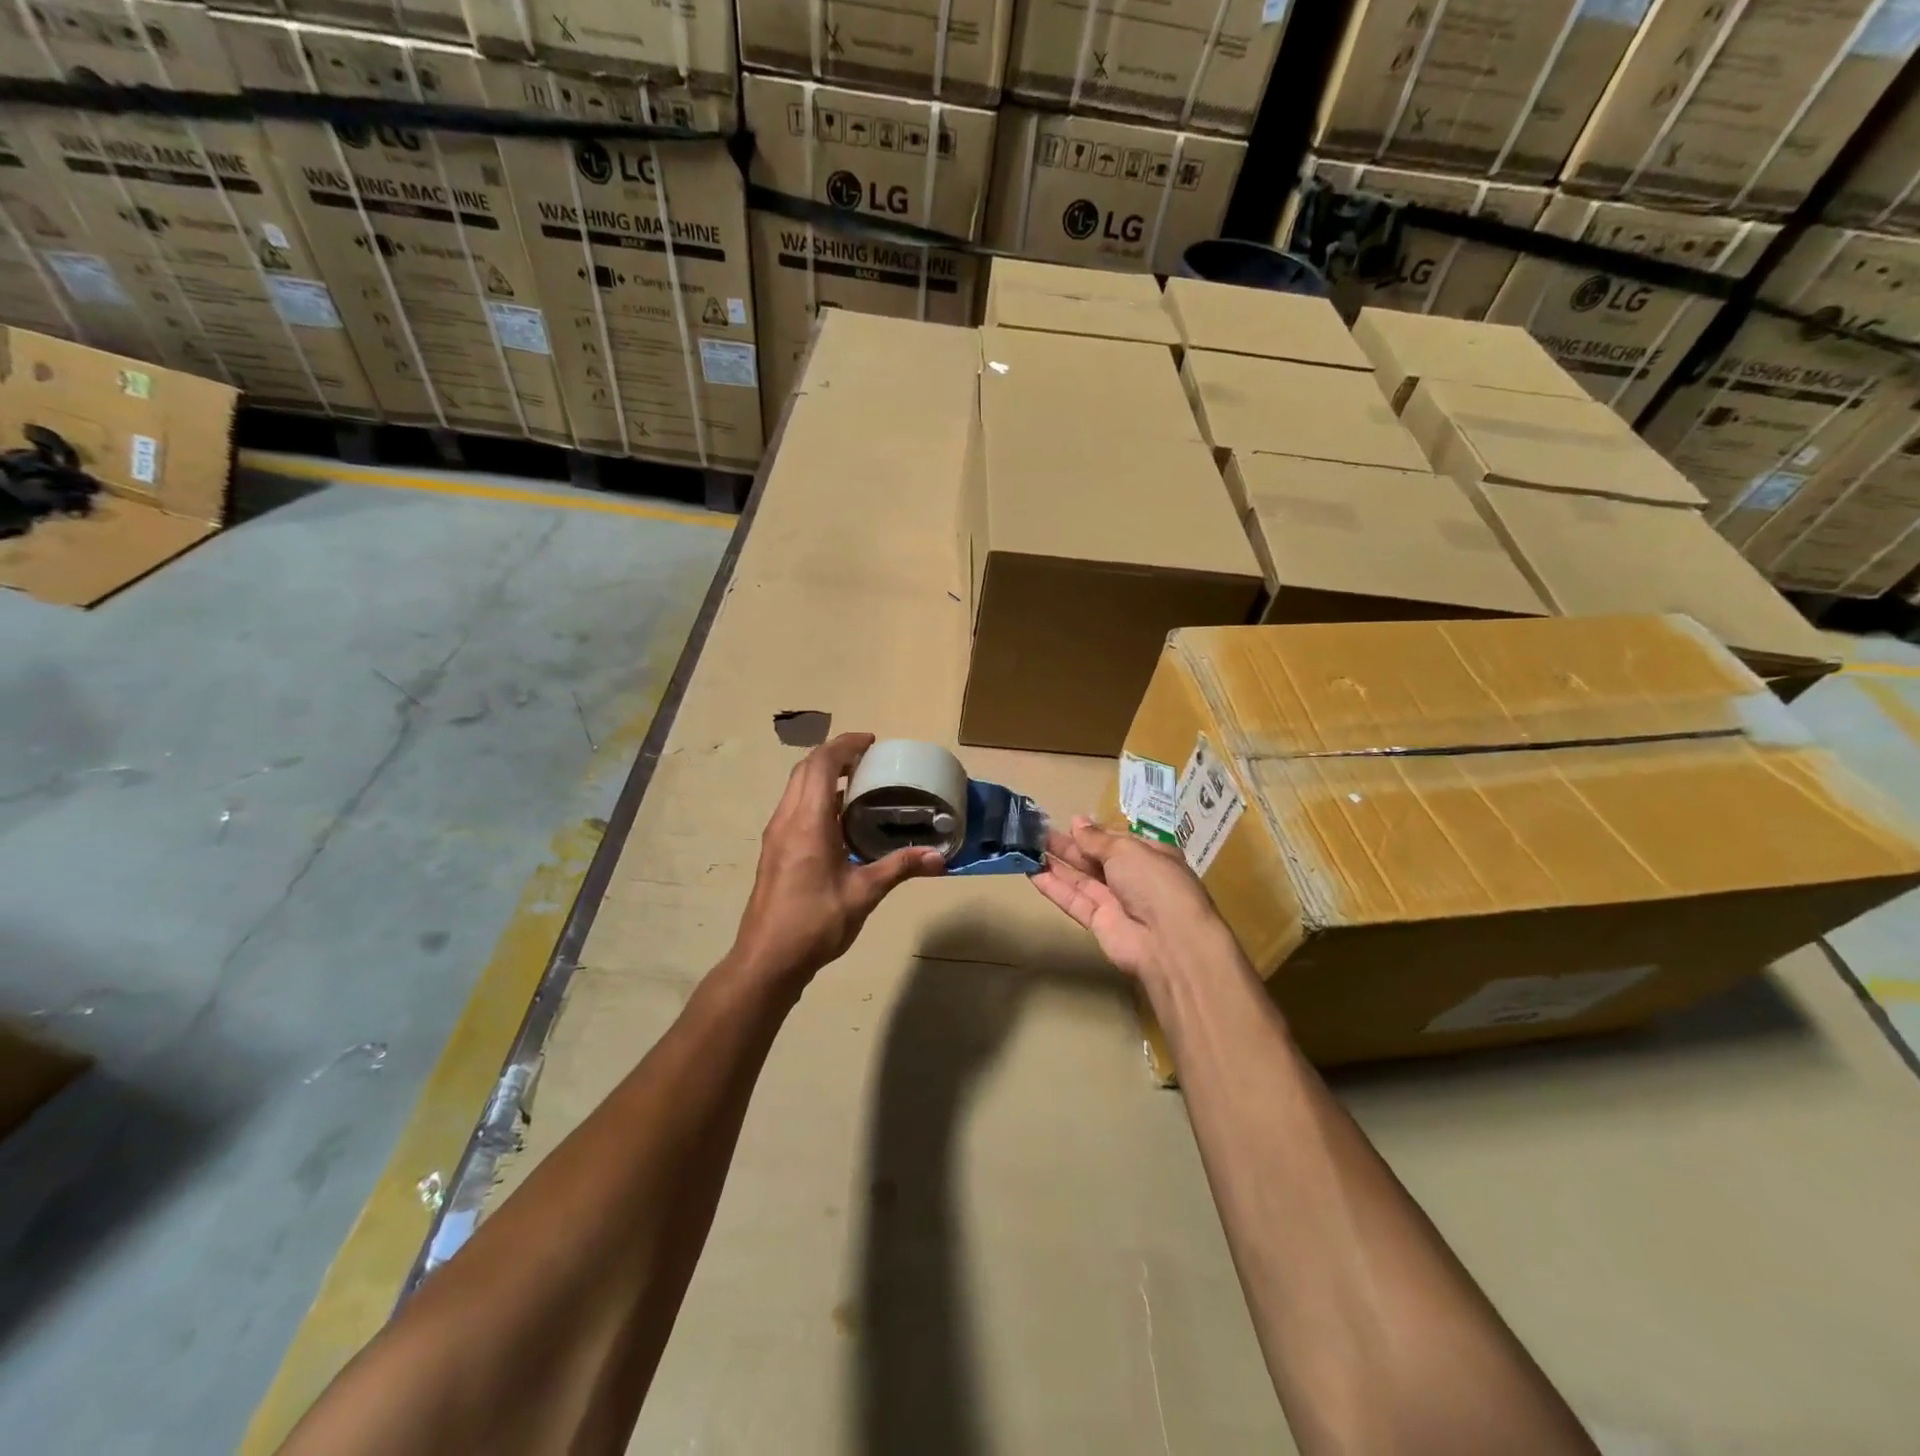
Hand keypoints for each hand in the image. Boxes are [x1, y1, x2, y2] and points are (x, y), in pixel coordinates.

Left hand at [731, 733, 944, 984]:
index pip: (821, 764)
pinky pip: (794, 806)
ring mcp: (776, 835)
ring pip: (796, 787)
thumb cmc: (815, 923)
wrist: (767, 959)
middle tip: (867, 758)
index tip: (871, 741)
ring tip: (857, 782)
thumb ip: (899, 868)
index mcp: (808, 822)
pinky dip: (816, 796)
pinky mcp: (774, 850)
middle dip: (834, 754)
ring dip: (822, 775)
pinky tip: (839, 818)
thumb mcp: (864, 894)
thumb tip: (939, 857)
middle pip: (805, 769)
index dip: (845, 745)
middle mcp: (786, 820)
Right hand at [1032, 816, 1240, 984]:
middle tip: (1037, 832)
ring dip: (1056, 863)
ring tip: (1026, 847)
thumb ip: (1097, 838)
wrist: (1168, 940)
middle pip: (1095, 858)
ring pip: (1081, 878)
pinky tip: (1032, 872)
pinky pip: (1074, 900)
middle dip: (1069, 845)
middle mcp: (1133, 877)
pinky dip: (1054, 887)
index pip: (1117, 840)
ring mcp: (1116, 901)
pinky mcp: (1099, 922)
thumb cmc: (1154, 882)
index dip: (1094, 832)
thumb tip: (1077, 821)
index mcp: (1150, 855)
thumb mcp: (1127, 849)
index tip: (1068, 822)